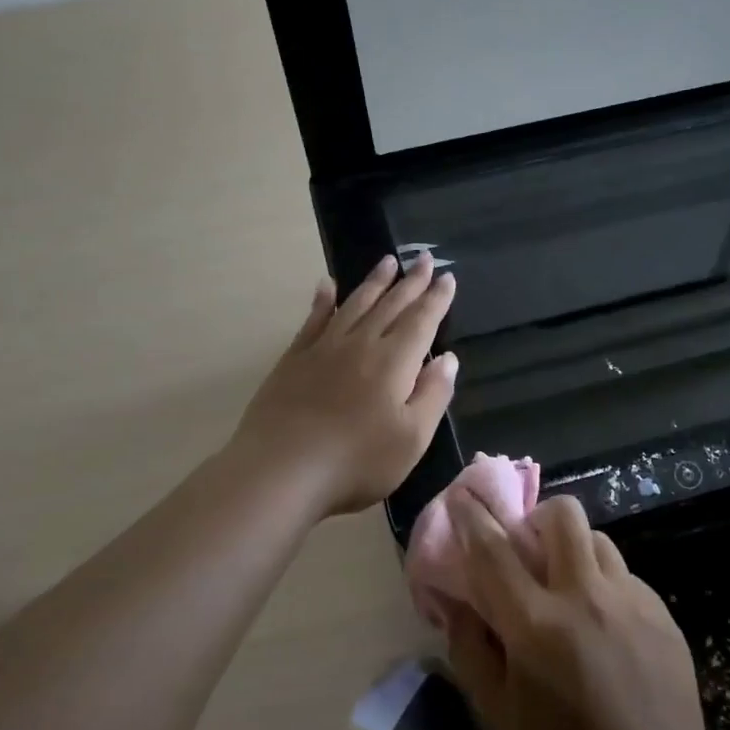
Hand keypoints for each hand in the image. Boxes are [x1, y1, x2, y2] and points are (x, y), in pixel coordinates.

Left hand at [230, 254, 457, 517]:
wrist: (282, 470)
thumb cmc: (357, 460)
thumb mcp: (412, 438)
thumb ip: (433, 395)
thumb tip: (448, 358)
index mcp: (395, 362)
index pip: (422, 321)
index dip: (437, 299)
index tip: (447, 277)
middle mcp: (361, 344)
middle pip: (391, 305)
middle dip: (411, 282)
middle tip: (424, 259)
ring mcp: (324, 348)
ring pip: (355, 304)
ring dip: (374, 282)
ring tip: (388, 262)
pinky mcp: (294, 359)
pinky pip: (313, 320)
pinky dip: (323, 301)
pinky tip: (327, 286)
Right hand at [443, 493, 715, 729]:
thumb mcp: (499, 717)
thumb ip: (471, 650)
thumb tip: (458, 603)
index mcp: (537, 626)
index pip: (494, 550)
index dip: (474, 516)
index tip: (464, 495)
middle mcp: (587, 598)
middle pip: (563, 516)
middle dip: (537, 519)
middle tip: (528, 553)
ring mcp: (632, 603)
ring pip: (599, 541)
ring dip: (574, 551)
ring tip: (567, 590)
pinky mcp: (663, 617)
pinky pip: (626, 577)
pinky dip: (604, 585)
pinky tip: (603, 629)